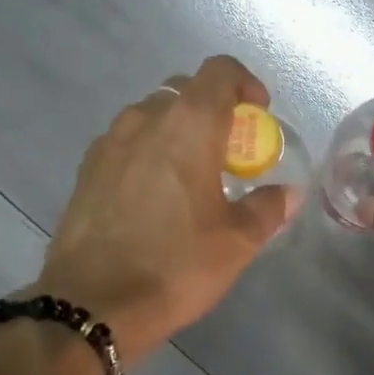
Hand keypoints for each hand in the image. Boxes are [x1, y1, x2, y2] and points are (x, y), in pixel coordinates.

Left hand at [34, 56, 299, 363]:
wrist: (91, 304)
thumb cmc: (175, 266)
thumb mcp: (237, 242)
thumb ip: (267, 208)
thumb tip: (287, 194)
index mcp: (188, 124)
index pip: (220, 70)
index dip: (245, 83)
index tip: (259, 114)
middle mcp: (145, 119)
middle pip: (184, 90)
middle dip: (213, 110)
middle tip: (228, 152)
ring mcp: (109, 142)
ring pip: (150, 116)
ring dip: (176, 131)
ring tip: (190, 175)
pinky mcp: (86, 170)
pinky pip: (125, 143)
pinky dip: (147, 153)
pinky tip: (153, 196)